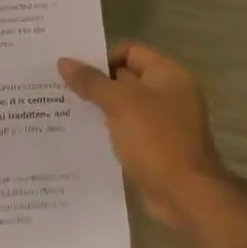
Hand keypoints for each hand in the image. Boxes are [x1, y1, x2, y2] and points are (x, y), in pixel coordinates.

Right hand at [58, 43, 228, 229]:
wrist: (186, 195)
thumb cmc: (156, 139)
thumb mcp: (119, 103)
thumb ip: (91, 81)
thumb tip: (63, 62)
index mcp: (168, 75)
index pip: (130, 51)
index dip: (102, 58)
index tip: (74, 72)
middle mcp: (170, 94)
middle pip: (126, 77)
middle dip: (96, 82)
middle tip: (60, 88)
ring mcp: (164, 122)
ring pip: (124, 106)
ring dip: (100, 107)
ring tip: (65, 109)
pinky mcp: (157, 147)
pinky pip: (128, 129)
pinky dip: (109, 129)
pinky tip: (84, 135)